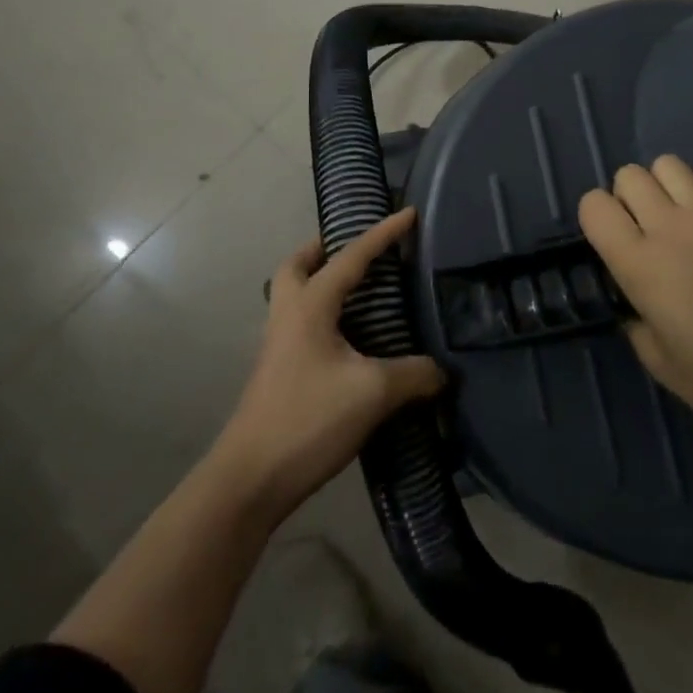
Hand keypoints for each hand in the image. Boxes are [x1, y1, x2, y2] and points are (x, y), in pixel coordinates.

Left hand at [214, 209, 444, 519]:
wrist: (250, 479)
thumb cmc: (309, 419)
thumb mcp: (372, 393)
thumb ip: (413, 375)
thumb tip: (442, 371)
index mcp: (310, 305)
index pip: (352, 256)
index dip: (383, 233)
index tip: (409, 213)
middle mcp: (289, 315)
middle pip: (298, 265)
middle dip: (325, 249)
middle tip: (358, 250)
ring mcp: (278, 345)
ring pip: (294, 295)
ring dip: (320, 281)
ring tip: (359, 292)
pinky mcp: (278, 373)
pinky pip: (301, 324)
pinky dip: (323, 316)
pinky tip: (349, 341)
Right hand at [578, 157, 692, 441]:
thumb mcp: (658, 362)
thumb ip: (634, 321)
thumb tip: (633, 300)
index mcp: (640, 264)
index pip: (594, 205)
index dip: (594, 218)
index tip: (609, 244)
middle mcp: (671, 228)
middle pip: (629, 176)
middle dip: (625, 198)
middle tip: (641, 233)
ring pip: (670, 164)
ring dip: (663, 185)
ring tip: (674, 216)